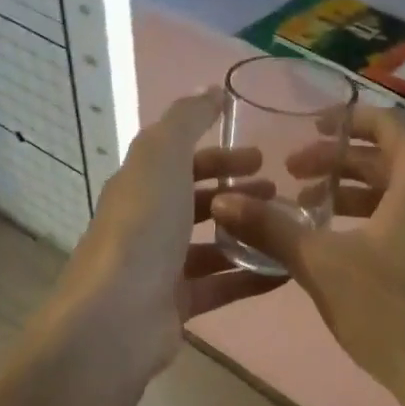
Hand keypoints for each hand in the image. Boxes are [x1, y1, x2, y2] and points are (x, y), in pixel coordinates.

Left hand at [47, 90, 282, 378]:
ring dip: (247, 233)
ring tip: (288, 229)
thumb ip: (187, 120)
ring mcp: (161, 268)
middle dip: (238, 193)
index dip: (220, 155)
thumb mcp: (162, 156)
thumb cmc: (142, 228)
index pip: (181, 162)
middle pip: (197, 202)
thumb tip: (211, 89)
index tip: (262, 156)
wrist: (117, 316)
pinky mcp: (177, 306)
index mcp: (140, 186)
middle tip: (281, 192)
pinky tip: (287, 270)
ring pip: (212, 245)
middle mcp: (147, 225)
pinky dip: (252, 276)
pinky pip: (222, 285)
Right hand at [210, 107, 404, 405]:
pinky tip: (342, 244)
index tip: (308, 129)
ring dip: (354, 193)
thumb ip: (272, 227)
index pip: (388, 123)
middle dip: (339, 163)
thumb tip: (223, 202)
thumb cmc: (389, 311)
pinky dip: (376, 216)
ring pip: (401, 191)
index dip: (346, 120)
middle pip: (391, 157)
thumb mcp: (321, 264)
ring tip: (308, 210)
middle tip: (293, 174)